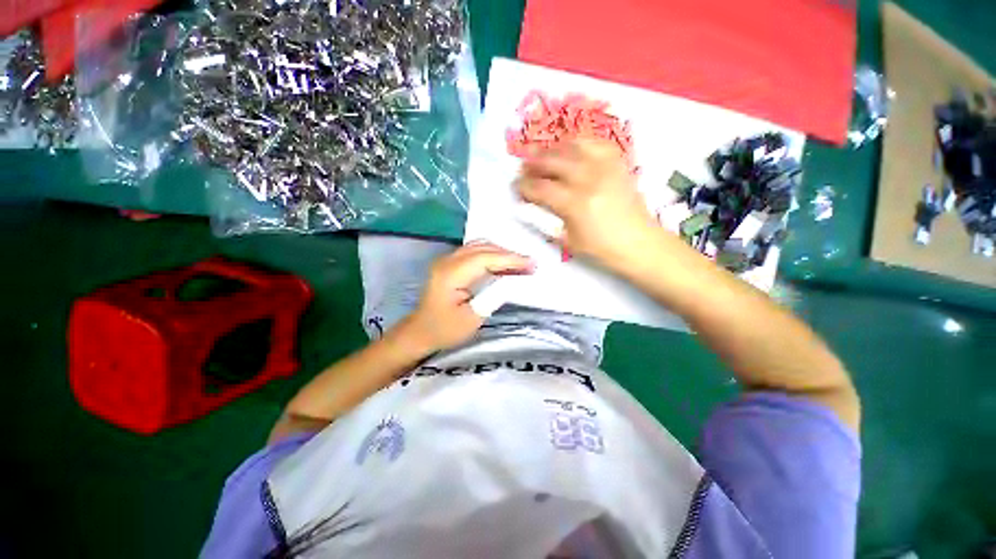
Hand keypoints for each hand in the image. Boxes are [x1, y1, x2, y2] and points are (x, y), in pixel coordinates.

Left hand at [397, 242, 533, 353]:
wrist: (421, 332)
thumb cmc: (445, 330)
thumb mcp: (473, 318)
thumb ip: (494, 295)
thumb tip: (514, 280)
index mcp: (450, 274)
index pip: (485, 258)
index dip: (510, 259)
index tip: (532, 264)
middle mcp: (447, 261)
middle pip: (483, 248)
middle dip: (509, 254)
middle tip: (530, 264)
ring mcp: (447, 259)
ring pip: (480, 246)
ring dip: (501, 253)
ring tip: (520, 264)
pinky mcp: (450, 263)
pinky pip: (475, 251)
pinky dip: (492, 255)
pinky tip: (504, 264)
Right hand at [515, 138, 661, 268]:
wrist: (638, 242)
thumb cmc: (600, 248)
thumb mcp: (566, 241)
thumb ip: (544, 220)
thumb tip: (526, 205)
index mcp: (575, 204)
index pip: (540, 188)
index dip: (523, 186)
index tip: (516, 187)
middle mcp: (588, 179)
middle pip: (552, 161)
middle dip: (532, 163)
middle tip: (523, 168)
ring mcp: (605, 166)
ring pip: (570, 146)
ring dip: (551, 149)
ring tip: (541, 155)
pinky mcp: (617, 161)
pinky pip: (594, 141)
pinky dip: (577, 141)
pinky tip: (569, 149)